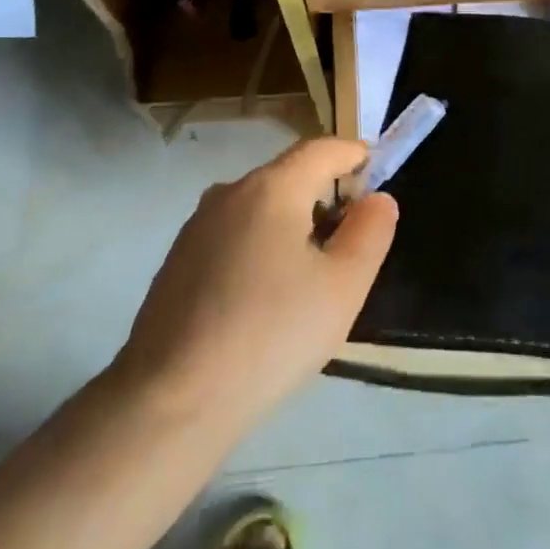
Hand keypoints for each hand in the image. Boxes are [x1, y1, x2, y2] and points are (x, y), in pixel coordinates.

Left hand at [114, 138, 397, 437]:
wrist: (171, 400)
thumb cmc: (271, 334)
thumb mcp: (343, 287)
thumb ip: (370, 232)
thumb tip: (376, 199)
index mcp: (272, 187)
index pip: (322, 148)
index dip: (355, 155)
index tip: (377, 176)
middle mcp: (230, 191)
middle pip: (290, 175)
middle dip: (325, 194)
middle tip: (351, 241)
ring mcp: (197, 225)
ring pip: (260, 206)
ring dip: (292, 223)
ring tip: (310, 276)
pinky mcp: (178, 259)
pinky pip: (233, 234)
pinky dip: (260, 246)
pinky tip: (263, 299)